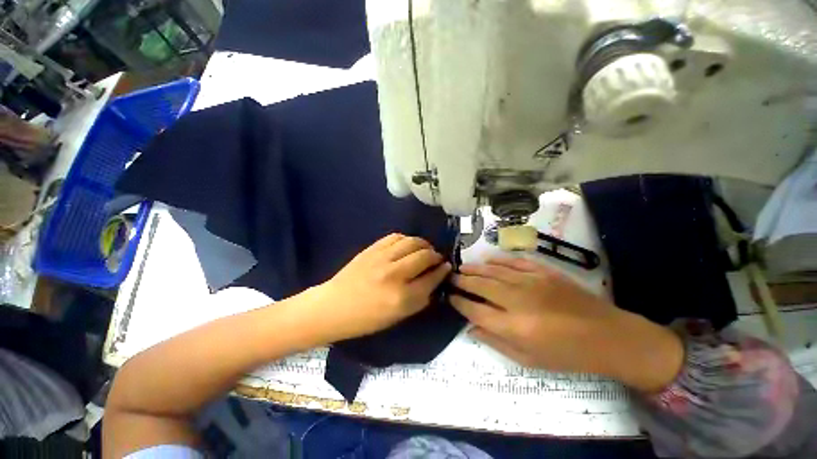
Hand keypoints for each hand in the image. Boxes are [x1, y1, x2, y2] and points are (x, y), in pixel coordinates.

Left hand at [312, 234, 450, 341]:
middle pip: (424, 256)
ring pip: (412, 242)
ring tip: (424, 249)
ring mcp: (382, 258)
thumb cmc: (367, 318)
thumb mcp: (398, 317)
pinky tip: (407, 245)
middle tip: (436, 258)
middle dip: (435, 255)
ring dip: (423, 244)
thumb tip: (435, 280)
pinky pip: (396, 236)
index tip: (446, 267)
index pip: (432, 278)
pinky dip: (407, 239)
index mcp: (402, 298)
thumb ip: (420, 299)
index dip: (442, 271)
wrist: (334, 306)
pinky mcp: (372, 249)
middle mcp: (394, 274)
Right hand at [452, 257, 683, 391]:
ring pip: (494, 271)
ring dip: (475, 269)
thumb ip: (496, 342)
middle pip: (481, 285)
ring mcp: (531, 282)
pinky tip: (487, 260)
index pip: (475, 310)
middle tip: (451, 277)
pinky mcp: (543, 272)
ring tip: (462, 267)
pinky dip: (498, 261)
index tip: (450, 297)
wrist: (607, 336)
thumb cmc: (566, 354)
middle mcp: (518, 300)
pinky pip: (514, 263)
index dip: (460, 302)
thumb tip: (471, 329)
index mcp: (514, 327)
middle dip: (462, 281)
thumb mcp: (529, 360)